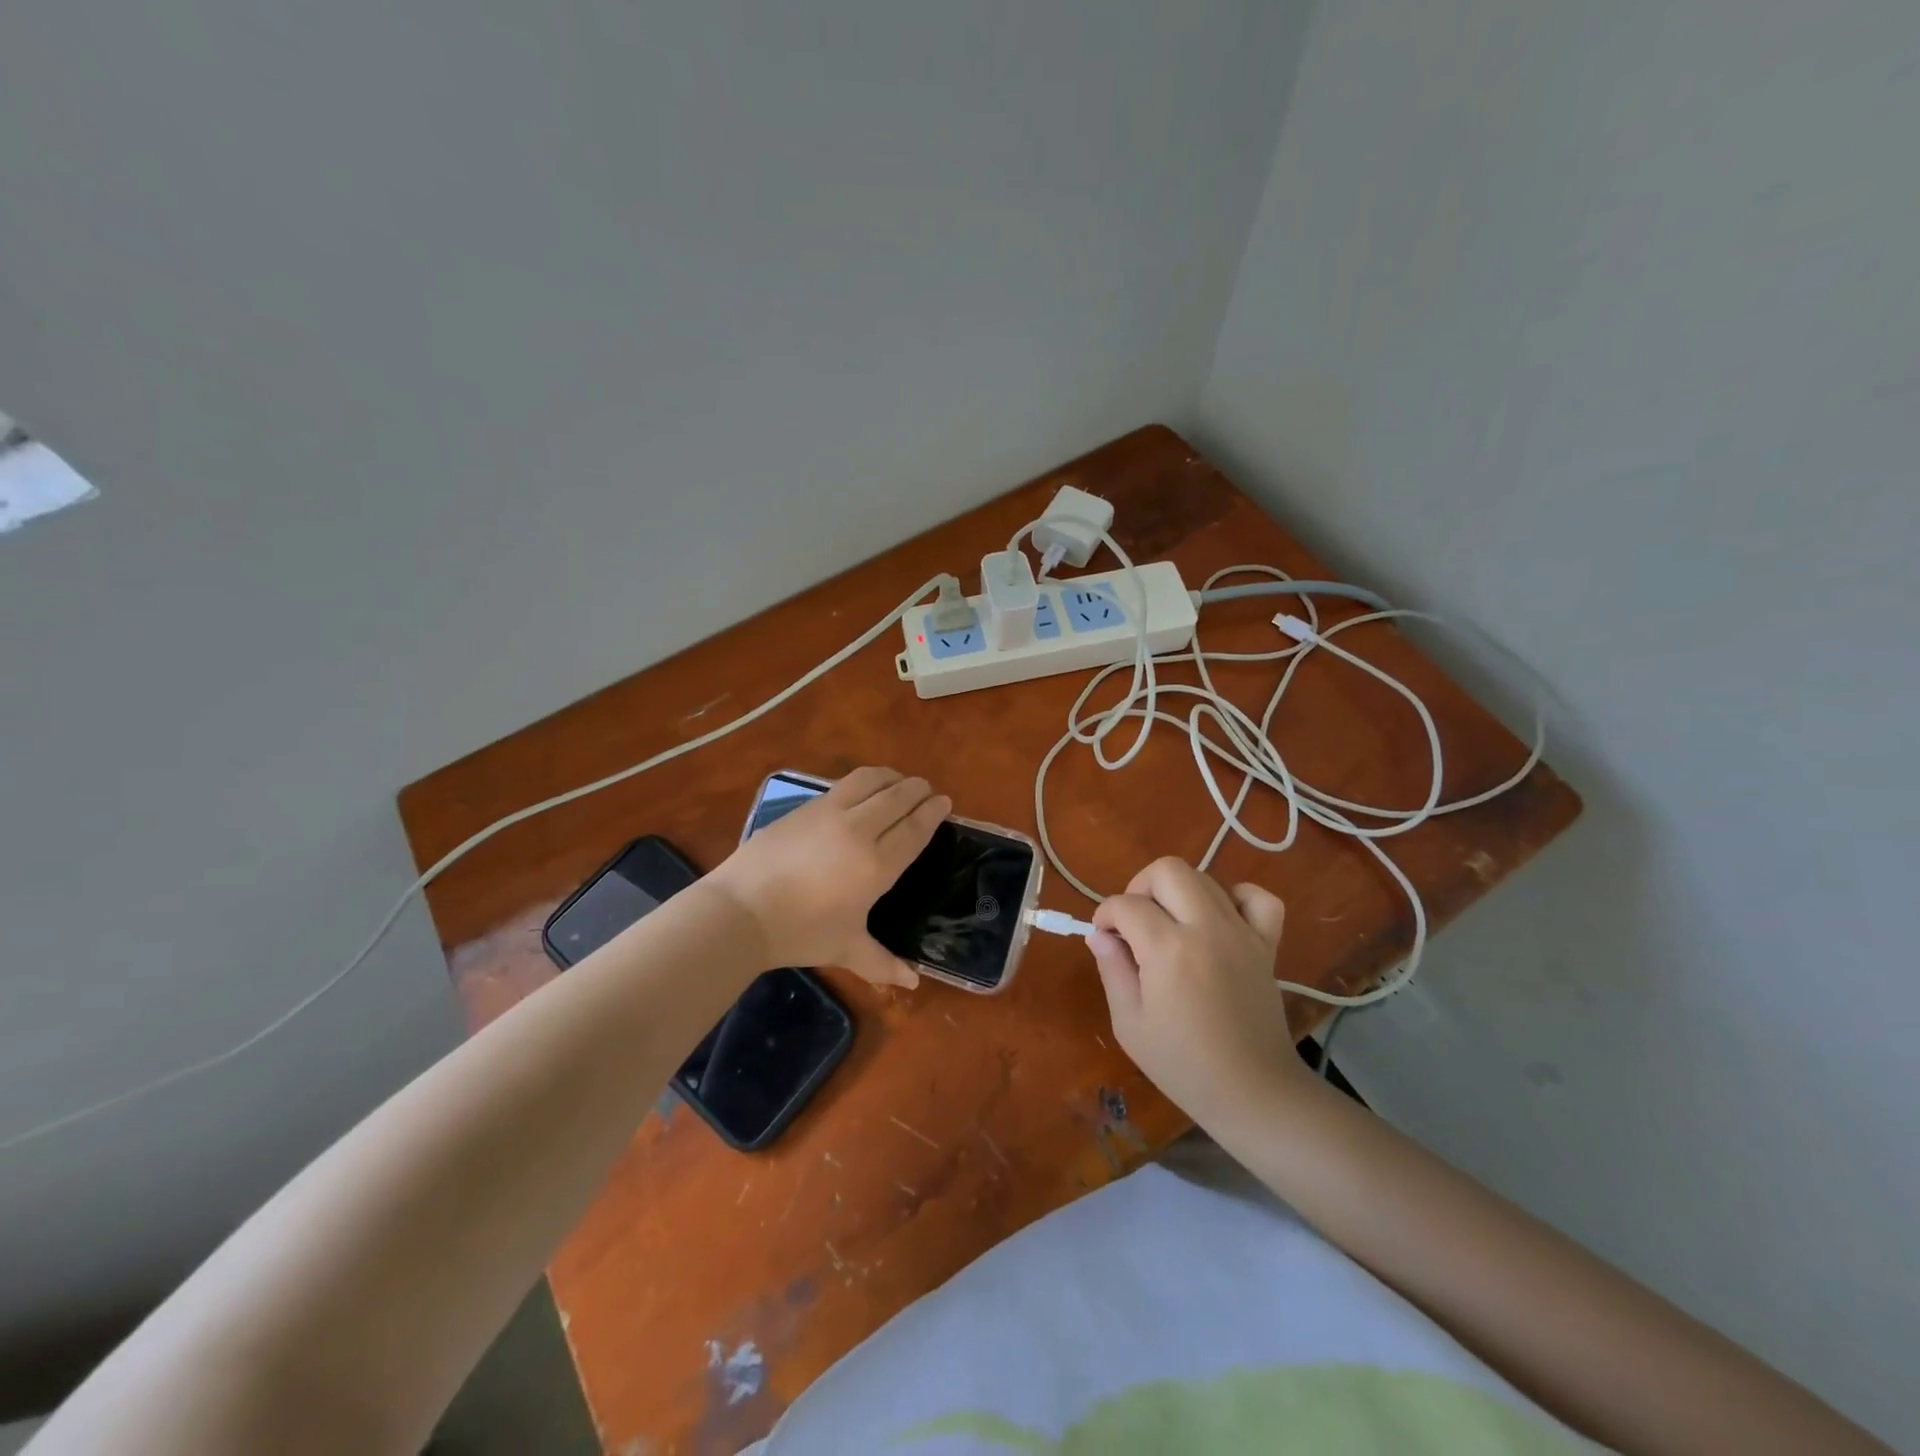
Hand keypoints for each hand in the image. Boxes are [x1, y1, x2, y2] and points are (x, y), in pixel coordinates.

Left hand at [708, 767, 949, 988]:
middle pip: (897, 798)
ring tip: (898, 782)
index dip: (932, 813)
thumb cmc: (801, 933)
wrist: (742, 911)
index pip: (914, 829)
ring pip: (870, 781)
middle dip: (916, 790)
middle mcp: (860, 830)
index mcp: (877, 865)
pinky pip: (843, 785)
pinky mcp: (805, 807)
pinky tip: (861, 791)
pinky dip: (863, 782)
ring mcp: (830, 813)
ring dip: (890, 777)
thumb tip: (914, 983)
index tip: (944, 802)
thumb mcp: (846, 949)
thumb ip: (883, 964)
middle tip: (926, 790)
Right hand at [1089, 857, 1301, 1124]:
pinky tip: (1219, 919)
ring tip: (1170, 925)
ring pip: (1205, 878)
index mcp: (1168, 949)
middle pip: (1168, 870)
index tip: (1103, 937)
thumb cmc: (1182, 1065)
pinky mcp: (1267, 945)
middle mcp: (1207, 928)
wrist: (1253, 1092)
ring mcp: (1242, 933)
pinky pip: (1258, 898)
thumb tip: (1101, 935)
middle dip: (1140, 887)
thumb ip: (1112, 970)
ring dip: (1178, 892)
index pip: (1125, 904)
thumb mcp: (1129, 1023)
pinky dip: (1235, 897)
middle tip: (1134, 922)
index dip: (1105, 915)